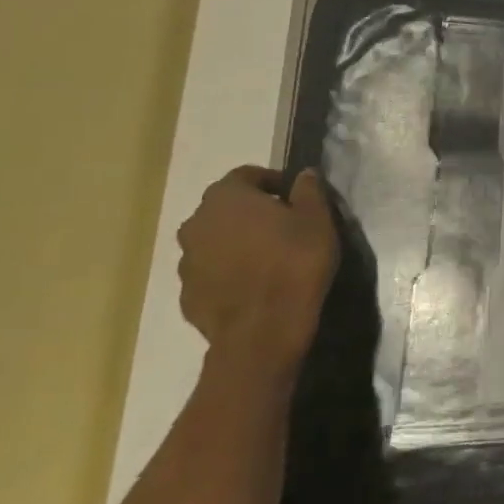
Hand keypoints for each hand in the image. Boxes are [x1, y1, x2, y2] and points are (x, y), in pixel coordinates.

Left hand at [175, 166, 339, 378]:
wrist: (263, 328)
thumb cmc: (295, 262)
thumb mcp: (317, 219)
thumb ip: (309, 191)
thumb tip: (304, 174)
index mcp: (226, 198)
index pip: (246, 175)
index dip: (272, 181)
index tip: (295, 196)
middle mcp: (196, 223)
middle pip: (225, 207)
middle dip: (252, 211)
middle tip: (284, 225)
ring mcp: (186, 261)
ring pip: (215, 240)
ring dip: (238, 242)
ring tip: (270, 257)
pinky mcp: (187, 293)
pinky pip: (211, 271)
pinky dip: (229, 270)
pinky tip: (255, 283)